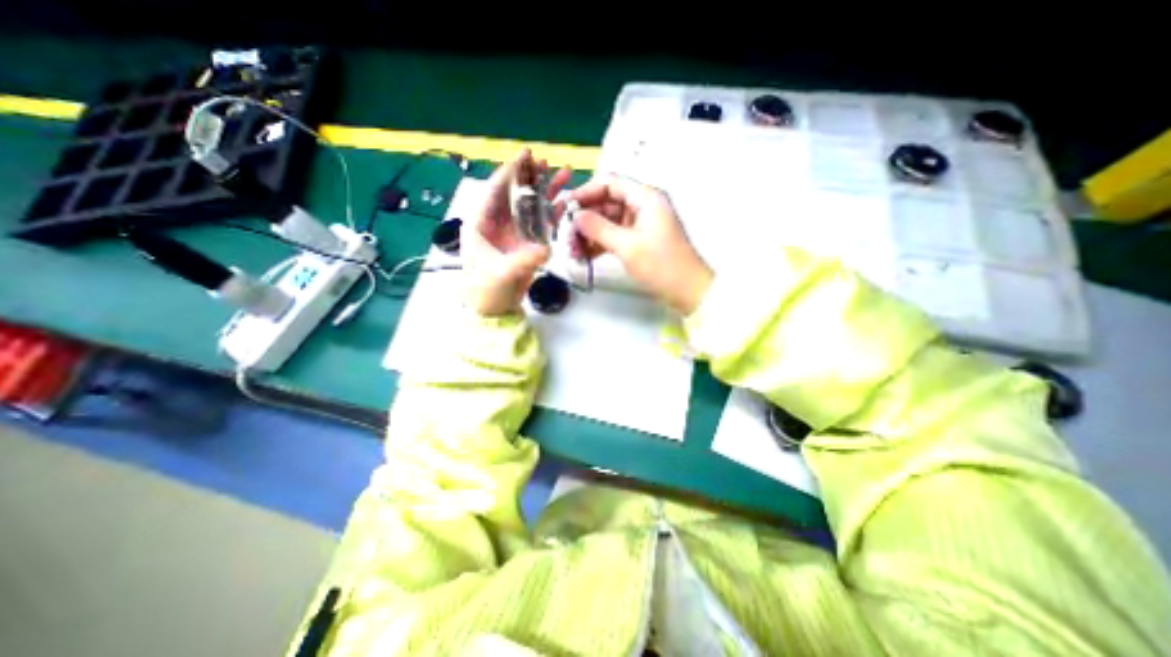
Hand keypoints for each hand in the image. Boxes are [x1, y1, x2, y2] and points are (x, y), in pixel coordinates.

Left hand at [461, 147, 571, 315]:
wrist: (494, 308)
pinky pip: (541, 224)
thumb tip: (546, 249)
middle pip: (516, 194)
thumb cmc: (486, 289)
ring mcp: (515, 233)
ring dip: (547, 192)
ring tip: (564, 175)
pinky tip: (565, 202)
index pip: (495, 191)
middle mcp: (499, 223)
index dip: (510, 172)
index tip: (525, 155)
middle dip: (531, 177)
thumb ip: (522, 261)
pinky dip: (553, 213)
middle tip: (547, 161)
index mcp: (482, 223)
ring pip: (531, 206)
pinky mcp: (527, 243)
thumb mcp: (500, 274)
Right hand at [567, 177, 713, 313]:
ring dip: (589, 234)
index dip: (586, 192)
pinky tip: (584, 256)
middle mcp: (643, 206)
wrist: (687, 291)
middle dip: (585, 218)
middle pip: (607, 202)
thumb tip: (575, 216)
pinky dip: (600, 244)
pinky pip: (614, 236)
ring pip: (608, 221)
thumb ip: (598, 228)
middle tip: (566, 235)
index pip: (610, 183)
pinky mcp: (639, 240)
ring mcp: (641, 224)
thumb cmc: (661, 265)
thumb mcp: (627, 246)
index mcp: (645, 198)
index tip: (566, 207)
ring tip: (572, 251)